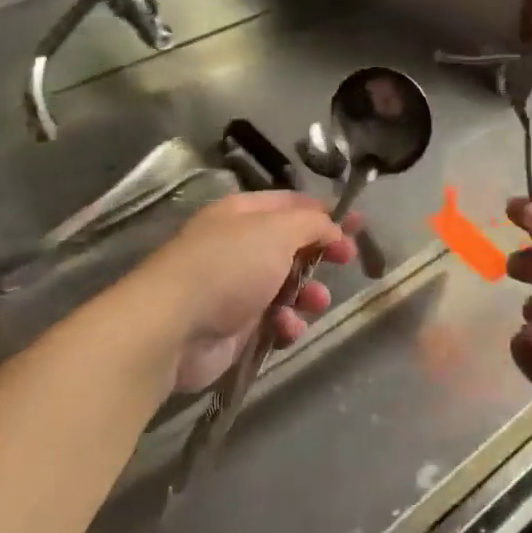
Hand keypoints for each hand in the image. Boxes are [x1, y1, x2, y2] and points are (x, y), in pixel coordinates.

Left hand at [148, 192, 357, 392]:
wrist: (173, 328)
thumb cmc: (229, 267)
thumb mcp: (278, 231)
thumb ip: (314, 224)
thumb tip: (335, 228)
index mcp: (243, 214)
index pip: (292, 204)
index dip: (326, 212)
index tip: (358, 224)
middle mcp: (240, 247)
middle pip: (293, 246)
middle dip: (322, 255)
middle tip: (347, 260)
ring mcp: (236, 288)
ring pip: (288, 287)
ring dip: (308, 294)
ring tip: (314, 302)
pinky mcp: (236, 327)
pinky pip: (274, 321)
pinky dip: (286, 324)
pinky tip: (285, 328)